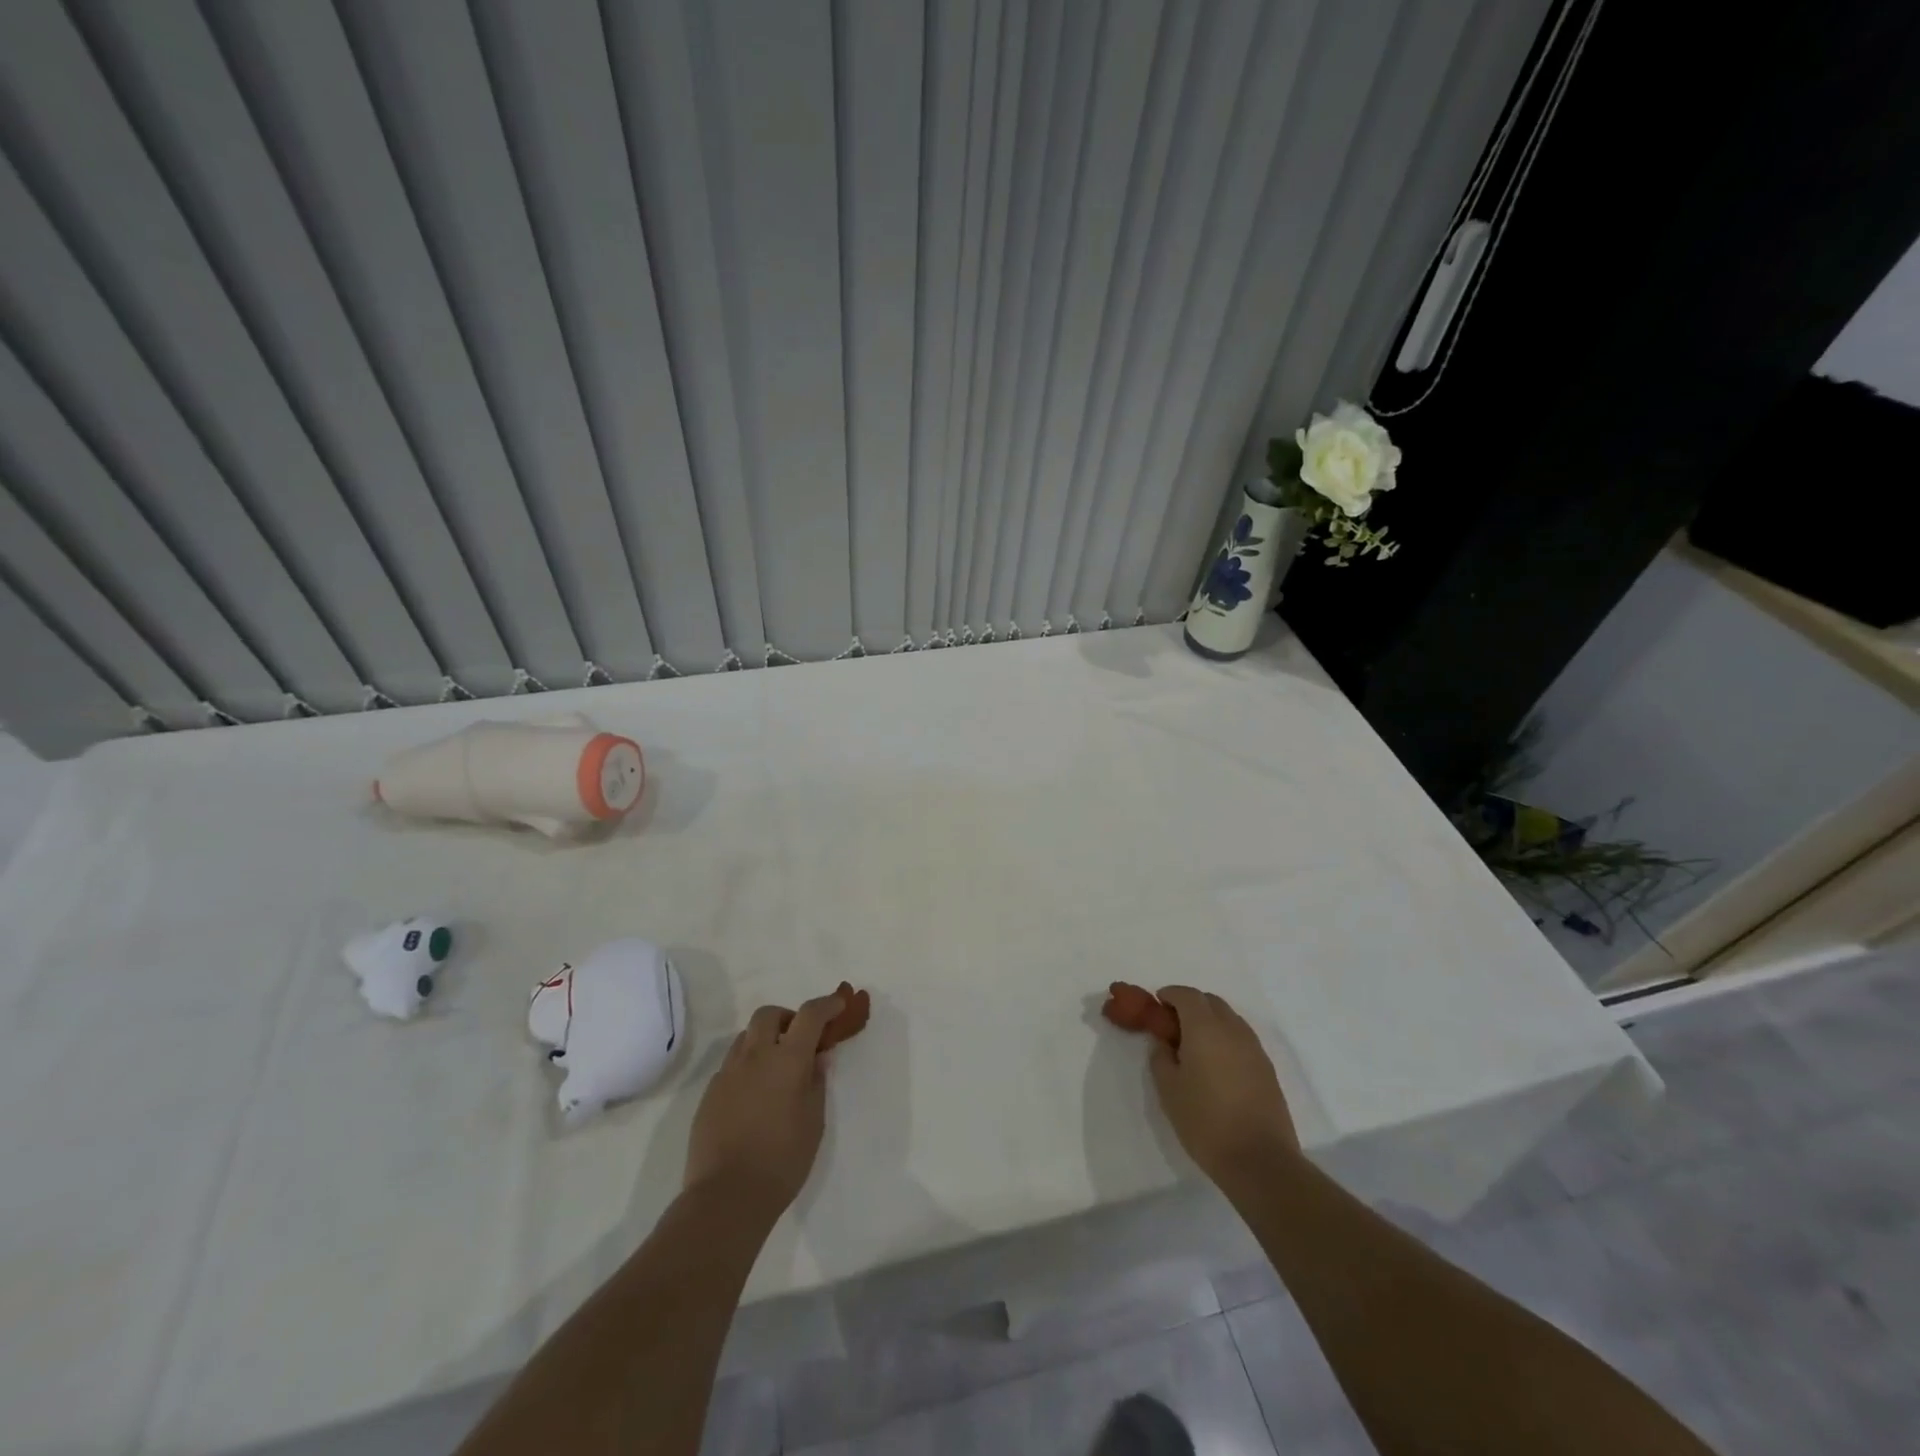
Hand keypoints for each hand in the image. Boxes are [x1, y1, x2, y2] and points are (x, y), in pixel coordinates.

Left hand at [683, 992, 844, 1222]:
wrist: (726, 1197)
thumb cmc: (782, 1160)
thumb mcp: (814, 1122)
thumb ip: (816, 1082)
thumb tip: (818, 1057)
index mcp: (787, 1059)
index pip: (809, 1015)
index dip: (826, 1004)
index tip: (838, 1004)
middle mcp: (754, 1057)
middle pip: (768, 1015)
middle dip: (787, 1018)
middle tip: (800, 1039)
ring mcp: (727, 1074)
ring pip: (745, 1038)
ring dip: (764, 1040)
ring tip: (776, 1069)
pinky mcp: (709, 1094)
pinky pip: (731, 1065)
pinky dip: (747, 1066)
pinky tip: (755, 1096)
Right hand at [1148, 986, 1298, 1193]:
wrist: (1259, 1160)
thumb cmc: (1205, 1121)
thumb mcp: (1168, 1089)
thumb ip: (1161, 1057)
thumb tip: (1165, 1043)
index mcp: (1205, 1028)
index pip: (1187, 995)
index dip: (1170, 994)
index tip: (1157, 1004)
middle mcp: (1232, 1029)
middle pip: (1211, 1002)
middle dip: (1190, 1004)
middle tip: (1173, 1024)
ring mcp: (1254, 1048)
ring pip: (1229, 1018)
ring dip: (1210, 1020)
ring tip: (1194, 1045)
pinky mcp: (1267, 1068)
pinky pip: (1242, 1038)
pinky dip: (1225, 1038)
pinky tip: (1216, 1063)